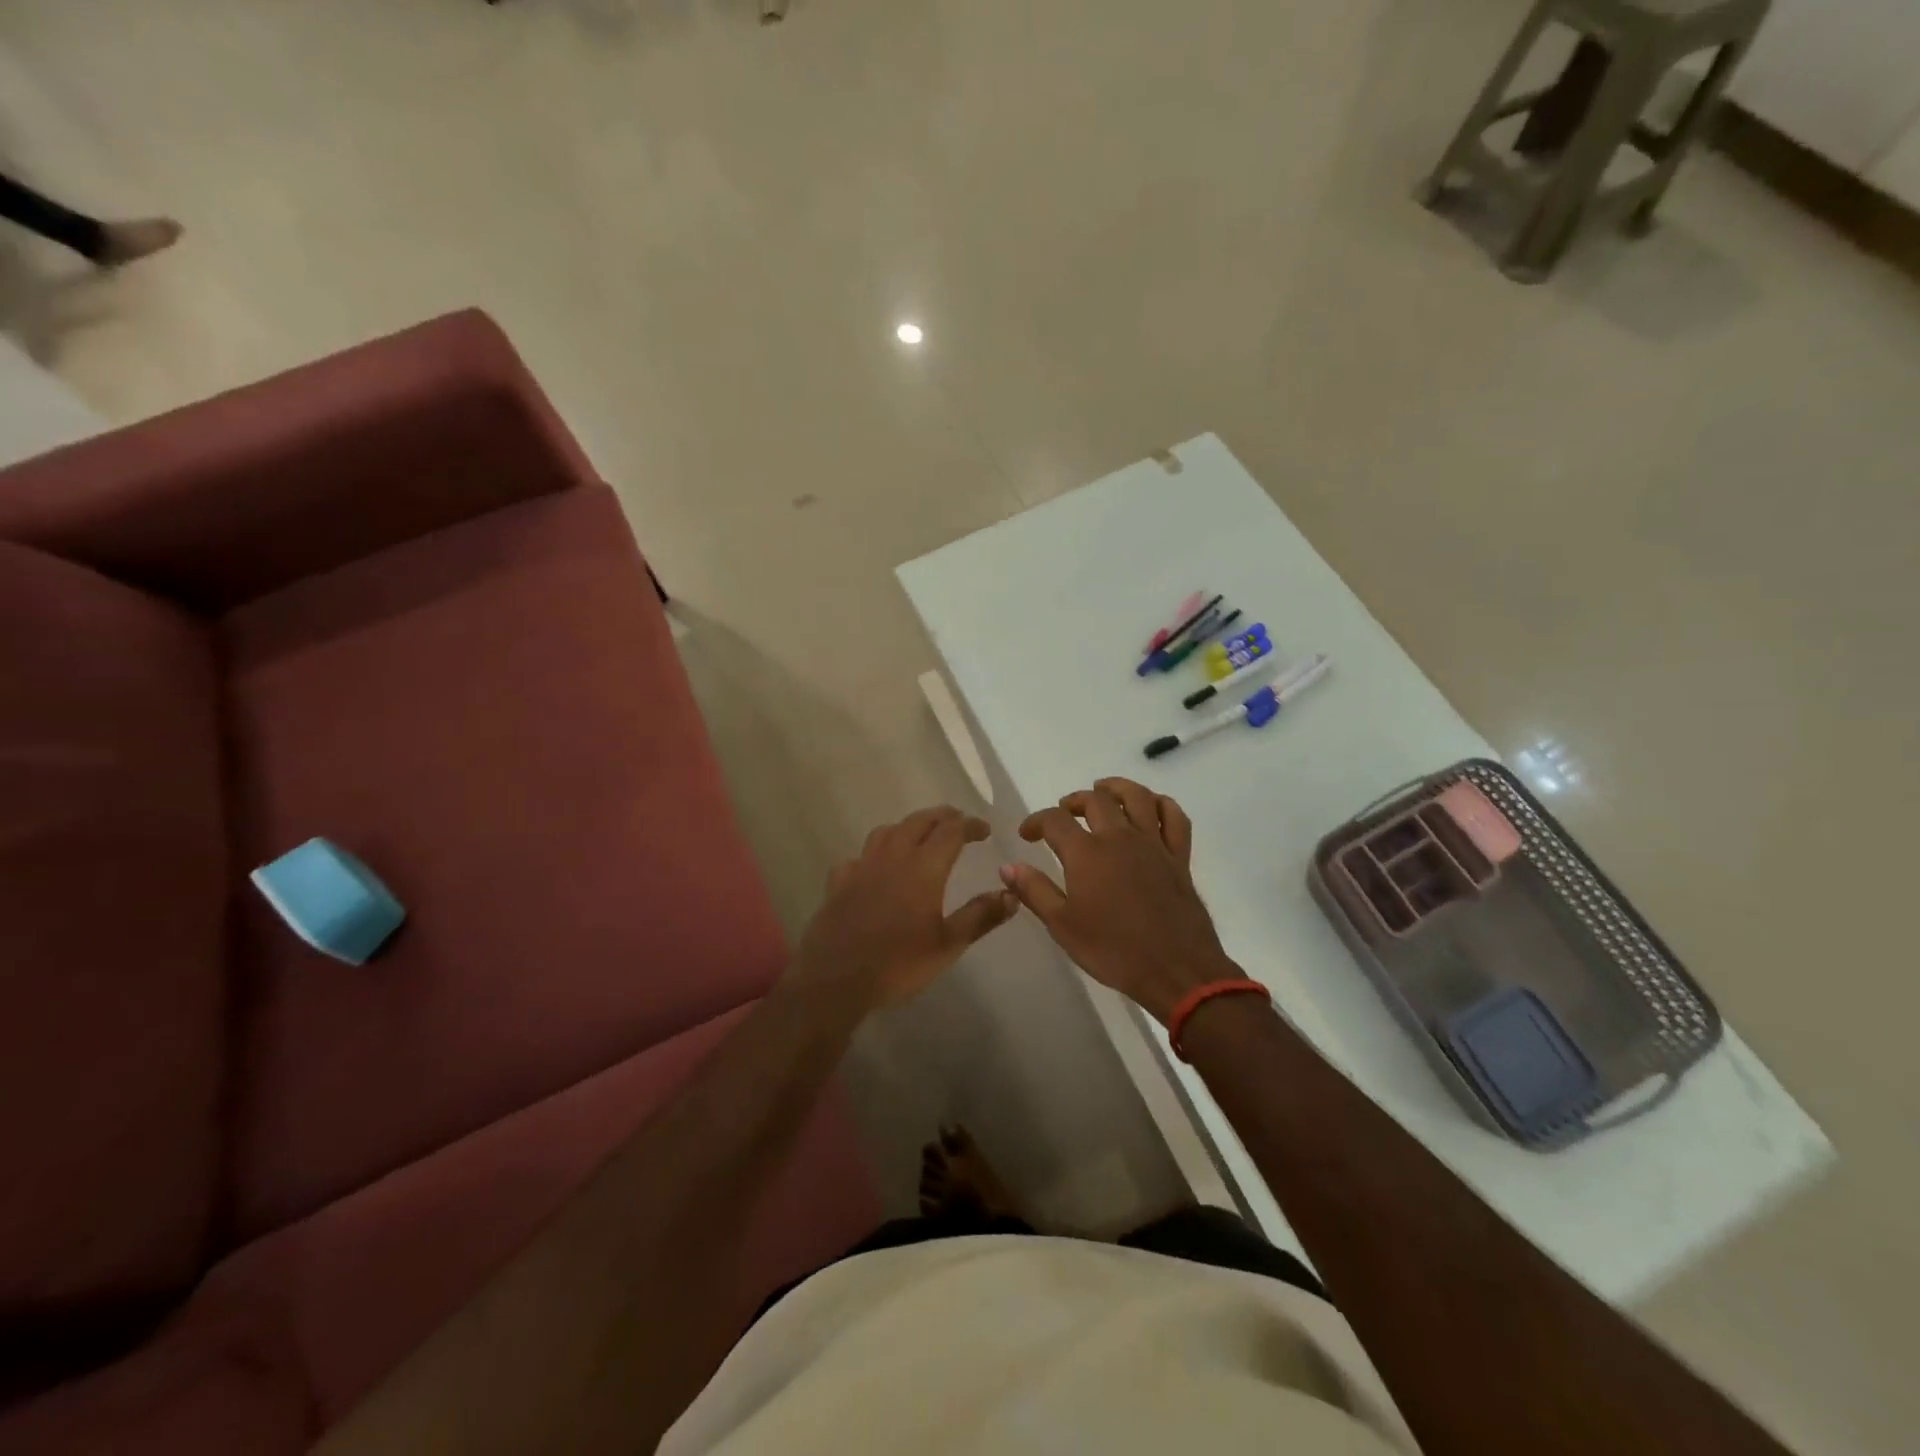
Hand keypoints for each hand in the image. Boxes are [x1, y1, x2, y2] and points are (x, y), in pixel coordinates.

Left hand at [793, 806, 1018, 1008]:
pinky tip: (875, 868)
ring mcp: (861, 867)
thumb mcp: (948, 945)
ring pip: (886, 831)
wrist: (834, 980)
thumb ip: (981, 916)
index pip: (951, 831)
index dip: (970, 825)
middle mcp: (892, 857)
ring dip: (908, 827)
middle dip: (941, 816)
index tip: (985, 829)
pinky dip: (874, 854)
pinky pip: (859, 856)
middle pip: (918, 822)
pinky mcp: (839, 882)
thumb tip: (1011, 893)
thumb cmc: (898, 963)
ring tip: (920, 836)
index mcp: (923, 867)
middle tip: (957, 821)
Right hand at [1001, 778, 1238, 1023]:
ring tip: (1103, 791)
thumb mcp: (1062, 925)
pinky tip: (1151, 807)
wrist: (1175, 969)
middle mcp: (1119, 837)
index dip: (1036, 821)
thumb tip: (1008, 867)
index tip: (1027, 834)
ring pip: (1137, 797)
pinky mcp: (1179, 857)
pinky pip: (1174, 818)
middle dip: (1073, 800)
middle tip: (1063, 812)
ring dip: (1116, 788)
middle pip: (1095, 800)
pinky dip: (1162, 804)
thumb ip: (1034, 891)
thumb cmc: (1113, 950)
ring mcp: (1153, 844)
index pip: (1054, 820)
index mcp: (1086, 853)